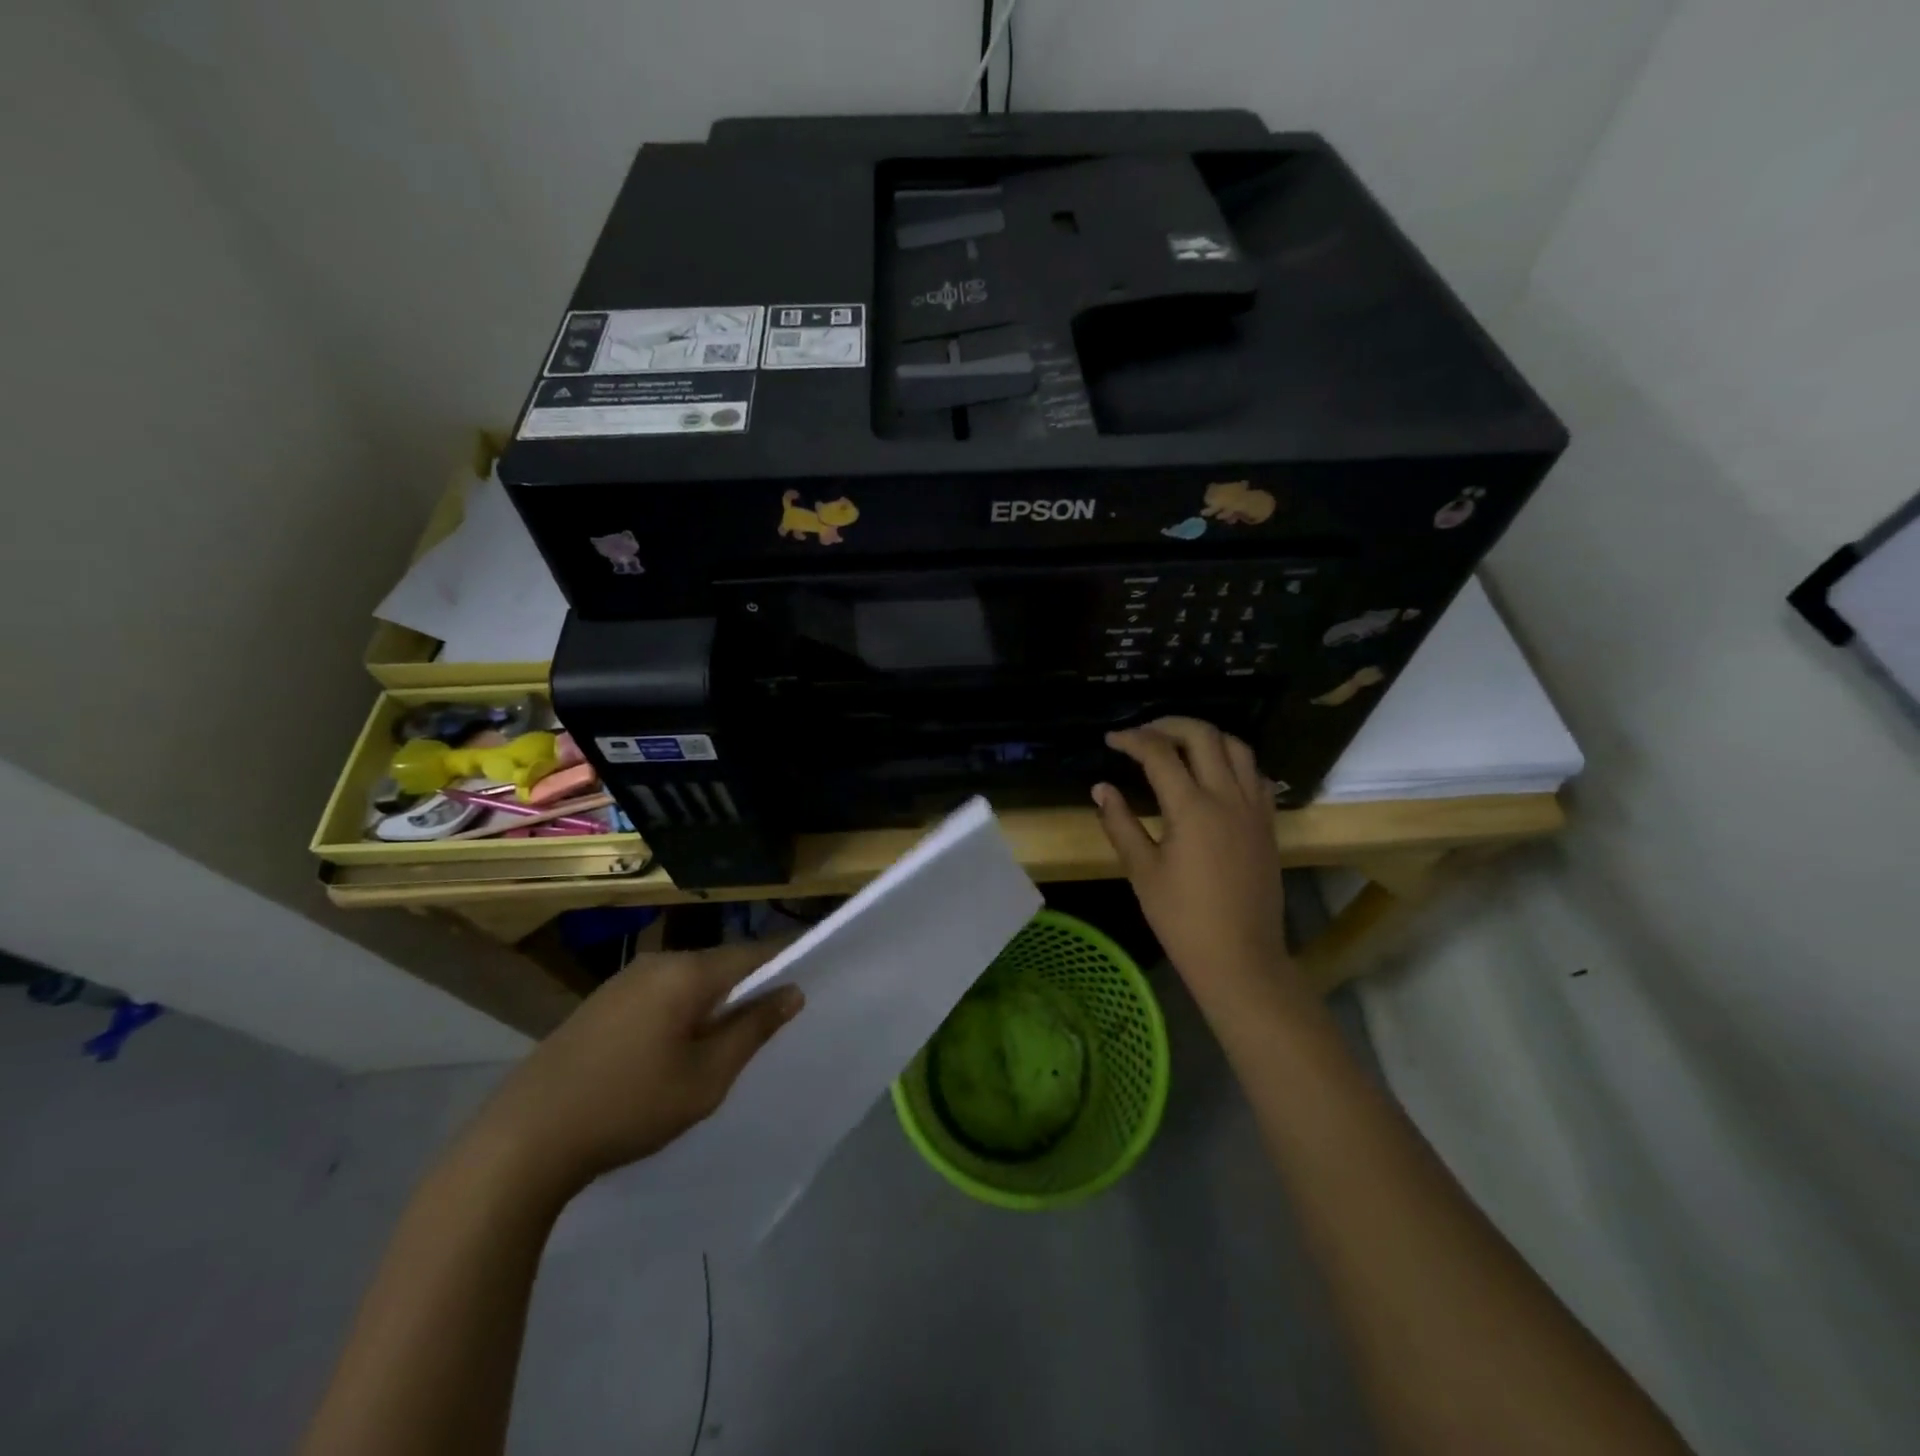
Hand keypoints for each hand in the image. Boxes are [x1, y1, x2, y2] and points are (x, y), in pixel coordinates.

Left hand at [466, 943, 803, 1197]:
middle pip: (721, 965)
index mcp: (687, 972)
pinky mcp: (602, 1003)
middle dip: (749, 989)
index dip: (786, 963)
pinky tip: (676, 1050)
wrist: (523, 1139)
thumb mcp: (706, 1078)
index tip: (811, 979)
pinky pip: (661, 994)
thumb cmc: (629, 1106)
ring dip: (714, 1003)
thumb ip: (753, 1029)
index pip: (754, 954)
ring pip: (690, 981)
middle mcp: (658, 962)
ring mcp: (625, 980)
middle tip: (770, 1025)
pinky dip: (682, 1012)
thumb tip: (792, 991)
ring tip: (726, 1043)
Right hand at [1092, 718, 1297, 1005]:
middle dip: (1169, 725)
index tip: (1112, 740)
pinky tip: (1214, 775)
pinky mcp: (1267, 823)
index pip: (1160, 753)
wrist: (1240, 957)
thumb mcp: (1142, 872)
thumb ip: (1120, 823)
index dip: (1132, 739)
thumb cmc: (1183, 919)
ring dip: (1205, 736)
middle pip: (1204, 735)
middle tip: (1143, 734)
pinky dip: (1232, 761)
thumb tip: (1100, 788)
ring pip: (1237, 747)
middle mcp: (1227, 797)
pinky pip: (1255, 774)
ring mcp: (1254, 808)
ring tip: (1179, 745)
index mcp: (1192, 808)